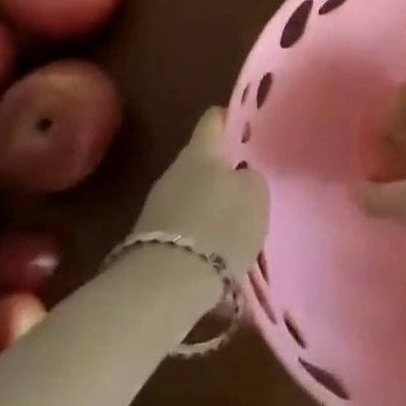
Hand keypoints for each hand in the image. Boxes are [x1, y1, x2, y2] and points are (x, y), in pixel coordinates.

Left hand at [129, 108, 267, 273]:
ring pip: (192, 194)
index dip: (233, 120)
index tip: (251, 131)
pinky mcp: (149, 241)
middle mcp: (175, 169)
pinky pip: (183, 226)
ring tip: (235, 225)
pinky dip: (199, 235)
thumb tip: (241, 177)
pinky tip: (216, 253)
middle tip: (249, 185)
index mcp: (201, 150)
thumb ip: (250, 178)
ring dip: (211, 205)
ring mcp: (158, 205)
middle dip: (224, 170)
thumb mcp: (256, 194)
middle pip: (203, 160)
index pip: (214, 118)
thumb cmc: (219, 226)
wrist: (165, 286)